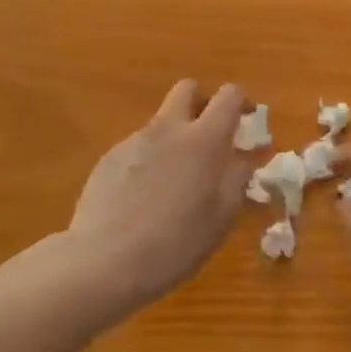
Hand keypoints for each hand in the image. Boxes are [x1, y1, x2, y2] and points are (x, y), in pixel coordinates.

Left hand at [66, 80, 248, 307]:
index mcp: (203, 140)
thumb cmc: (176, 242)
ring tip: (174, 183)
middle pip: (188, 89)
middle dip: (203, 103)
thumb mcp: (221, 217)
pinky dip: (149, 161)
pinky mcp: (108, 159)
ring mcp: (134, 141)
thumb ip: (237, 180)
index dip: (241, 102)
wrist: (104, 262)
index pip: (229, 95)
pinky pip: (137, 148)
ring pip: (161, 122)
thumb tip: (246, 159)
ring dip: (174, 138)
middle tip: (210, 136)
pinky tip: (143, 200)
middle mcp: (168, 129)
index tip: (246, 121)